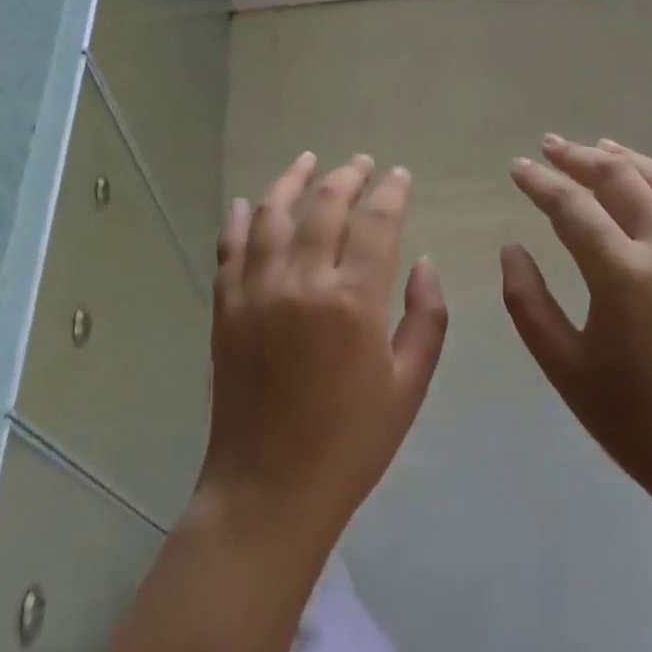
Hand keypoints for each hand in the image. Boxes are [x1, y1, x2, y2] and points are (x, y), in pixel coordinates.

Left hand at [198, 152, 448, 556]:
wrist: (269, 489)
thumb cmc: (351, 442)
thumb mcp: (409, 385)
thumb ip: (426, 318)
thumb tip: (424, 263)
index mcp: (354, 301)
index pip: (376, 222)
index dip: (391, 191)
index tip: (399, 175)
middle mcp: (302, 281)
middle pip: (325, 205)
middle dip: (347, 175)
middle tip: (362, 163)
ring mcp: (257, 290)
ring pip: (272, 213)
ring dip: (292, 180)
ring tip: (308, 161)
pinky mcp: (226, 306)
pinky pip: (229, 247)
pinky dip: (238, 219)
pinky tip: (245, 202)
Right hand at [502, 137, 651, 538]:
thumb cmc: (635, 421)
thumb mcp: (564, 366)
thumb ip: (528, 301)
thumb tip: (512, 249)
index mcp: (622, 274)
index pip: (573, 207)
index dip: (541, 182)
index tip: (518, 167)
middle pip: (620, 180)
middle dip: (580, 157)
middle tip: (550, 146)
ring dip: (628, 159)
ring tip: (600, 146)